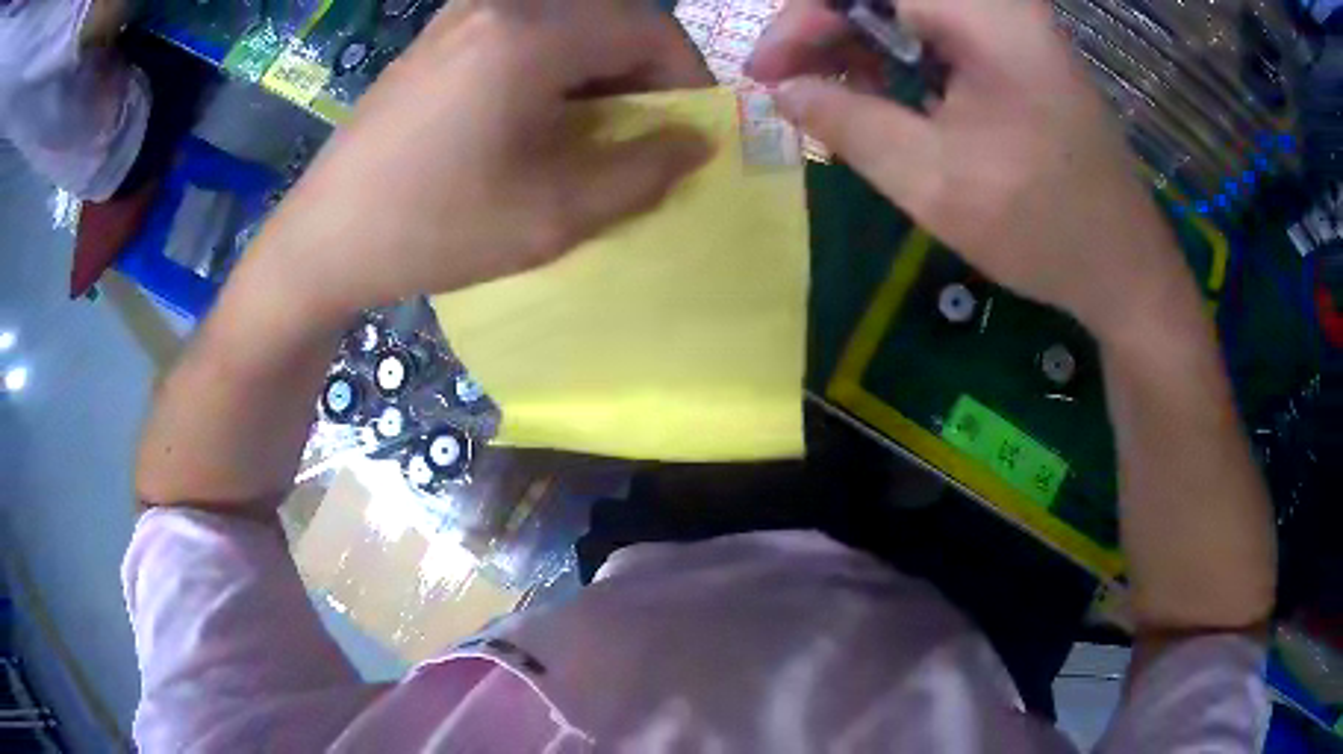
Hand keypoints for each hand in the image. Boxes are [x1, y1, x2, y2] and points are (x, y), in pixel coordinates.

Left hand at [255, 0, 713, 323]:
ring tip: (590, 128)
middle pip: (609, 18)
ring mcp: (461, 14)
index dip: (687, 77)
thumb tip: (697, 141)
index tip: (691, 129)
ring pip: (567, 23)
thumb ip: (644, 171)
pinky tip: (536, 113)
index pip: (649, 30)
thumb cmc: (435, 228)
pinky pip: (523, 31)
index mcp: (532, 33)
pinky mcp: (439, 36)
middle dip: (644, 71)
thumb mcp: (555, 213)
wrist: (324, 239)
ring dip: (598, 67)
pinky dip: (553, 64)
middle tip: (643, 130)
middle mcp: (500, 4)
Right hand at [748, 0, 1193, 335]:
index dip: (802, 18)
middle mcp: (1002, 4)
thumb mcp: (931, 181)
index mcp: (986, 17)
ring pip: (908, 6)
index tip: (768, 72)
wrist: (1124, 267)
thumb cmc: (1040, 228)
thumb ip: (847, 122)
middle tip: (793, 80)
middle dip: (826, 24)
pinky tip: (880, 88)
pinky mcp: (1019, 44)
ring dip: (858, 36)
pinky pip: (938, 25)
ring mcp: (1014, 21)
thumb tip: (785, 89)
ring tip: (830, 89)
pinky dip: (897, 49)